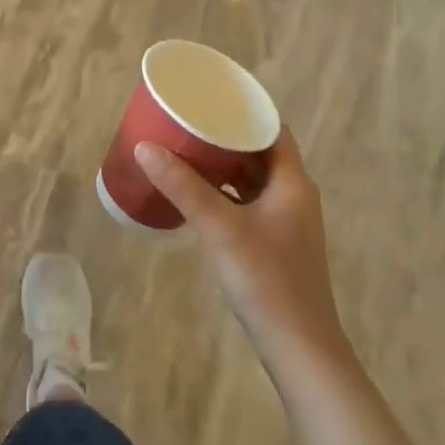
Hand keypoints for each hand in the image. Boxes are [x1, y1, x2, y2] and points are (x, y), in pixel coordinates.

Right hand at [135, 129, 350, 378]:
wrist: (299, 349)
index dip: (242, 109)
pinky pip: (246, 201)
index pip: (271, 128)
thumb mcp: (219, 228)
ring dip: (222, 164)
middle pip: (259, 151)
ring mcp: (285, 220)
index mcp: (292, 181)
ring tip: (184, 148)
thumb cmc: (266, 280)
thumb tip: (144, 147)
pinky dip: (223, 190)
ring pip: (251, 178)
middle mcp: (293, 194)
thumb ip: (182, 186)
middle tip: (187, 119)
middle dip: (224, 135)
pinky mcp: (273, 242)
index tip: (209, 95)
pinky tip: (194, 192)